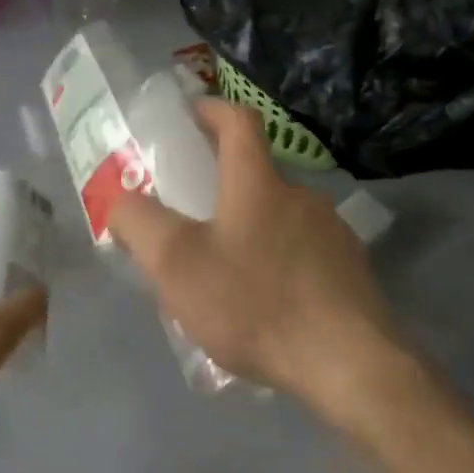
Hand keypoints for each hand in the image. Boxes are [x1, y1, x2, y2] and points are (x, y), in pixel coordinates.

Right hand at [107, 101, 403, 418]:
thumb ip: (140, 223)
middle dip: (222, 190)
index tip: (191, 114)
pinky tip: (267, 305)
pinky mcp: (352, 271)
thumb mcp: (176, 265)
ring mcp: (333, 234)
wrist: (347, 363)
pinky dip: (279, 265)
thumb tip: (121, 198)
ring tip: (226, 276)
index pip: (238, 122)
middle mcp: (302, 197)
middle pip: (257, 177)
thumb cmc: (254, 304)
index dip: (212, 109)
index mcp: (258, 185)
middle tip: (192, 223)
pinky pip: (304, 255)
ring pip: (280, 220)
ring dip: (251, 233)